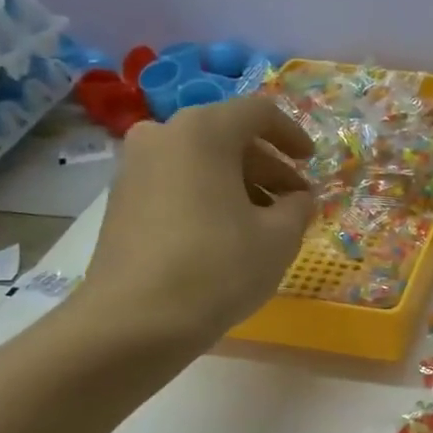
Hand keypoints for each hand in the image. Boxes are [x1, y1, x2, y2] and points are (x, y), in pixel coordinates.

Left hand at [75, 95, 315, 355]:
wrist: (135, 320)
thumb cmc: (218, 267)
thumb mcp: (279, 237)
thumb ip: (299, 207)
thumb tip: (299, 199)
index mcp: (203, 131)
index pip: (258, 112)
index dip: (293, 135)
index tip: (311, 163)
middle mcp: (162, 136)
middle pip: (227, 137)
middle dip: (268, 167)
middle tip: (295, 201)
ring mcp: (134, 168)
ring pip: (200, 162)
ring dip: (239, 185)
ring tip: (265, 224)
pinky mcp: (121, 202)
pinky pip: (177, 184)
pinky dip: (208, 198)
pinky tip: (228, 236)